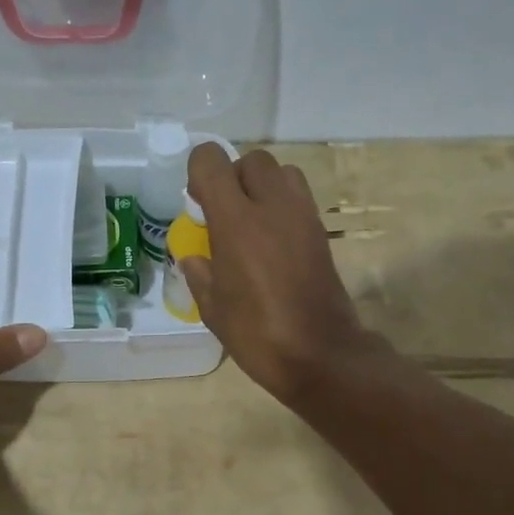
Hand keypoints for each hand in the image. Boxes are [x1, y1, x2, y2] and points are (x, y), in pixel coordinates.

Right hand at [182, 144, 386, 404]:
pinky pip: (300, 197)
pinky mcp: (321, 231)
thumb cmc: (257, 334)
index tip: (197, 202)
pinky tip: (273, 241)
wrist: (320, 354)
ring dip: (263, 185)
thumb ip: (199, 273)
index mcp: (236, 221)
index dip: (199, 171)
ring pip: (282, 172)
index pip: (212, 161)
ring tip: (252, 221)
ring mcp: (302, 216)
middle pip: (252, 160)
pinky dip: (283, 204)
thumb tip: (192, 257)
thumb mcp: (213, 308)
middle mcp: (271, 206)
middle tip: (224, 212)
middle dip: (234, 176)